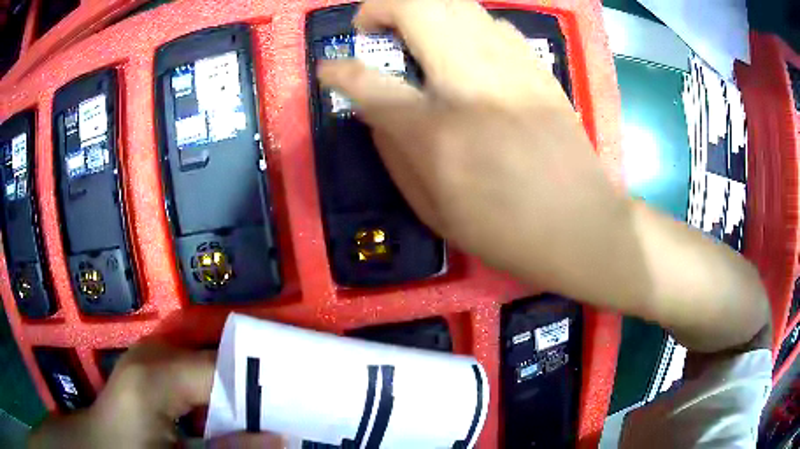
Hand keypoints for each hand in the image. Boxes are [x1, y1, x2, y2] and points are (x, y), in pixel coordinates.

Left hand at [28, 341, 283, 447]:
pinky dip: (218, 385)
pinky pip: (195, 368)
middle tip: (287, 402)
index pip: (223, 369)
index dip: (262, 385)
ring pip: (209, 360)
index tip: (297, 403)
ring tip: (266, 405)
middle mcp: (154, 352)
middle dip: (253, 380)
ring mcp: (151, 354)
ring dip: (237, 383)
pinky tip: (230, 407)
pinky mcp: (152, 364)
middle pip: (219, 356)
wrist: (100, 446)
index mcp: (157, 376)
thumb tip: (283, 438)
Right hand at [320, 0, 768, 351]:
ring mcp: (511, 66)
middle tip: (373, 30)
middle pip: (416, 7)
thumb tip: (375, 113)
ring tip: (411, 35)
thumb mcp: (435, 210)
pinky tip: (461, 50)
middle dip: (381, 7)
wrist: (584, 225)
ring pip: (454, 3)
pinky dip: (461, 22)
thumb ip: (395, 154)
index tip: (329, 70)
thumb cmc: (508, 231)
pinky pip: (488, 21)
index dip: (338, 71)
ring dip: (420, 8)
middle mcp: (472, 82)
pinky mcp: (536, 65)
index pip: (369, 82)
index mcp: (439, 132)